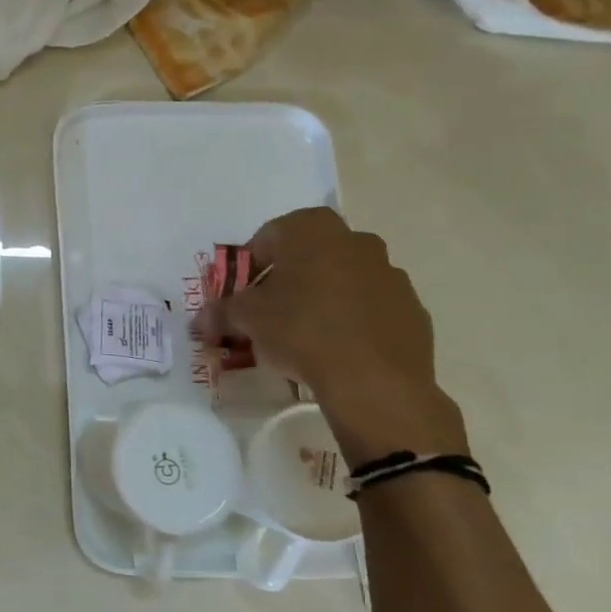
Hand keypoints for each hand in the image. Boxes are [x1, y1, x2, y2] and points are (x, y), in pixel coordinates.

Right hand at [196, 206, 467, 463]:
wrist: (375, 381)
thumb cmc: (300, 330)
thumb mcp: (246, 319)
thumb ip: (220, 313)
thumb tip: (199, 321)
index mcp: (312, 230)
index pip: (267, 238)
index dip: (247, 268)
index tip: (240, 296)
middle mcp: (355, 240)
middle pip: (307, 256)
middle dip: (285, 281)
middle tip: (267, 313)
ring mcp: (389, 273)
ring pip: (341, 280)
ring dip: (319, 299)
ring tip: (301, 336)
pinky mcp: (411, 308)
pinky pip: (369, 307)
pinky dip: (351, 320)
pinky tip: (336, 349)